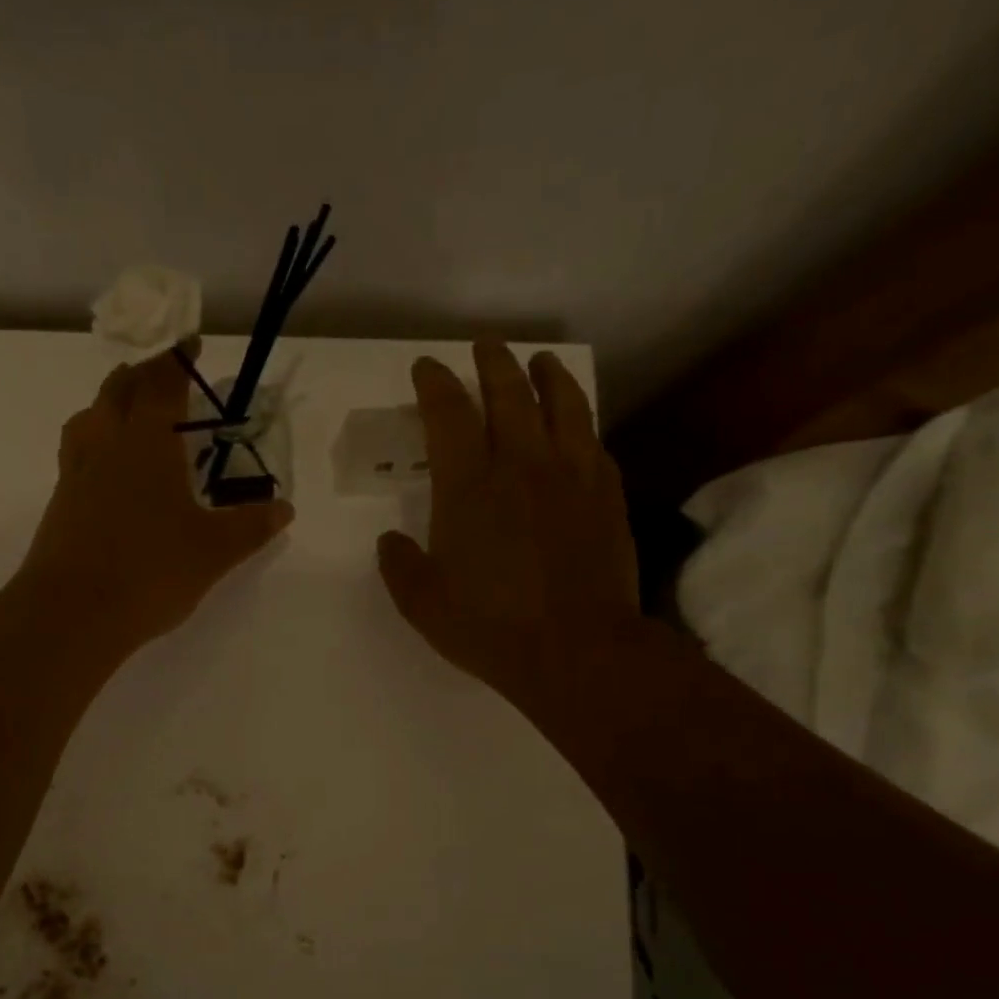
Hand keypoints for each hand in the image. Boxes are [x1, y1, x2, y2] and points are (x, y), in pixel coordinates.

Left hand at [16, 345, 294, 652]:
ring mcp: (76, 474)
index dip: (177, 360)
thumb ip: (250, 526)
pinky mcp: (60, 505)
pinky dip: (95, 444)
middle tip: (163, 377)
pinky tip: (110, 473)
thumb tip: (284, 508)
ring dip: (109, 405)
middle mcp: (106, 445)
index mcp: (147, 443)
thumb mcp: (214, 551)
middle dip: (141, 375)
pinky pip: (77, 455)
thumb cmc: (151, 571)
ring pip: (88, 419)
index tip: (191, 344)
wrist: (73, 613)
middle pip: (117, 391)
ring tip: (128, 416)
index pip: (161, 383)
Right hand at [376, 341, 643, 725]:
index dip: (435, 384)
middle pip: (509, 395)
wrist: (576, 651)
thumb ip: (399, 565)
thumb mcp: (422, 604)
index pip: (449, 415)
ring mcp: (571, 478)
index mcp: (468, 488)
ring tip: (542, 362)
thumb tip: (391, 540)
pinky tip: (578, 427)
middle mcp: (521, 467)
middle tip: (486, 346)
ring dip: (549, 377)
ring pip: (563, 407)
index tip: (427, 367)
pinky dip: (582, 426)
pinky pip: (595, 445)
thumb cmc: (490, 628)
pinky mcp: (607, 498)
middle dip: (494, 363)